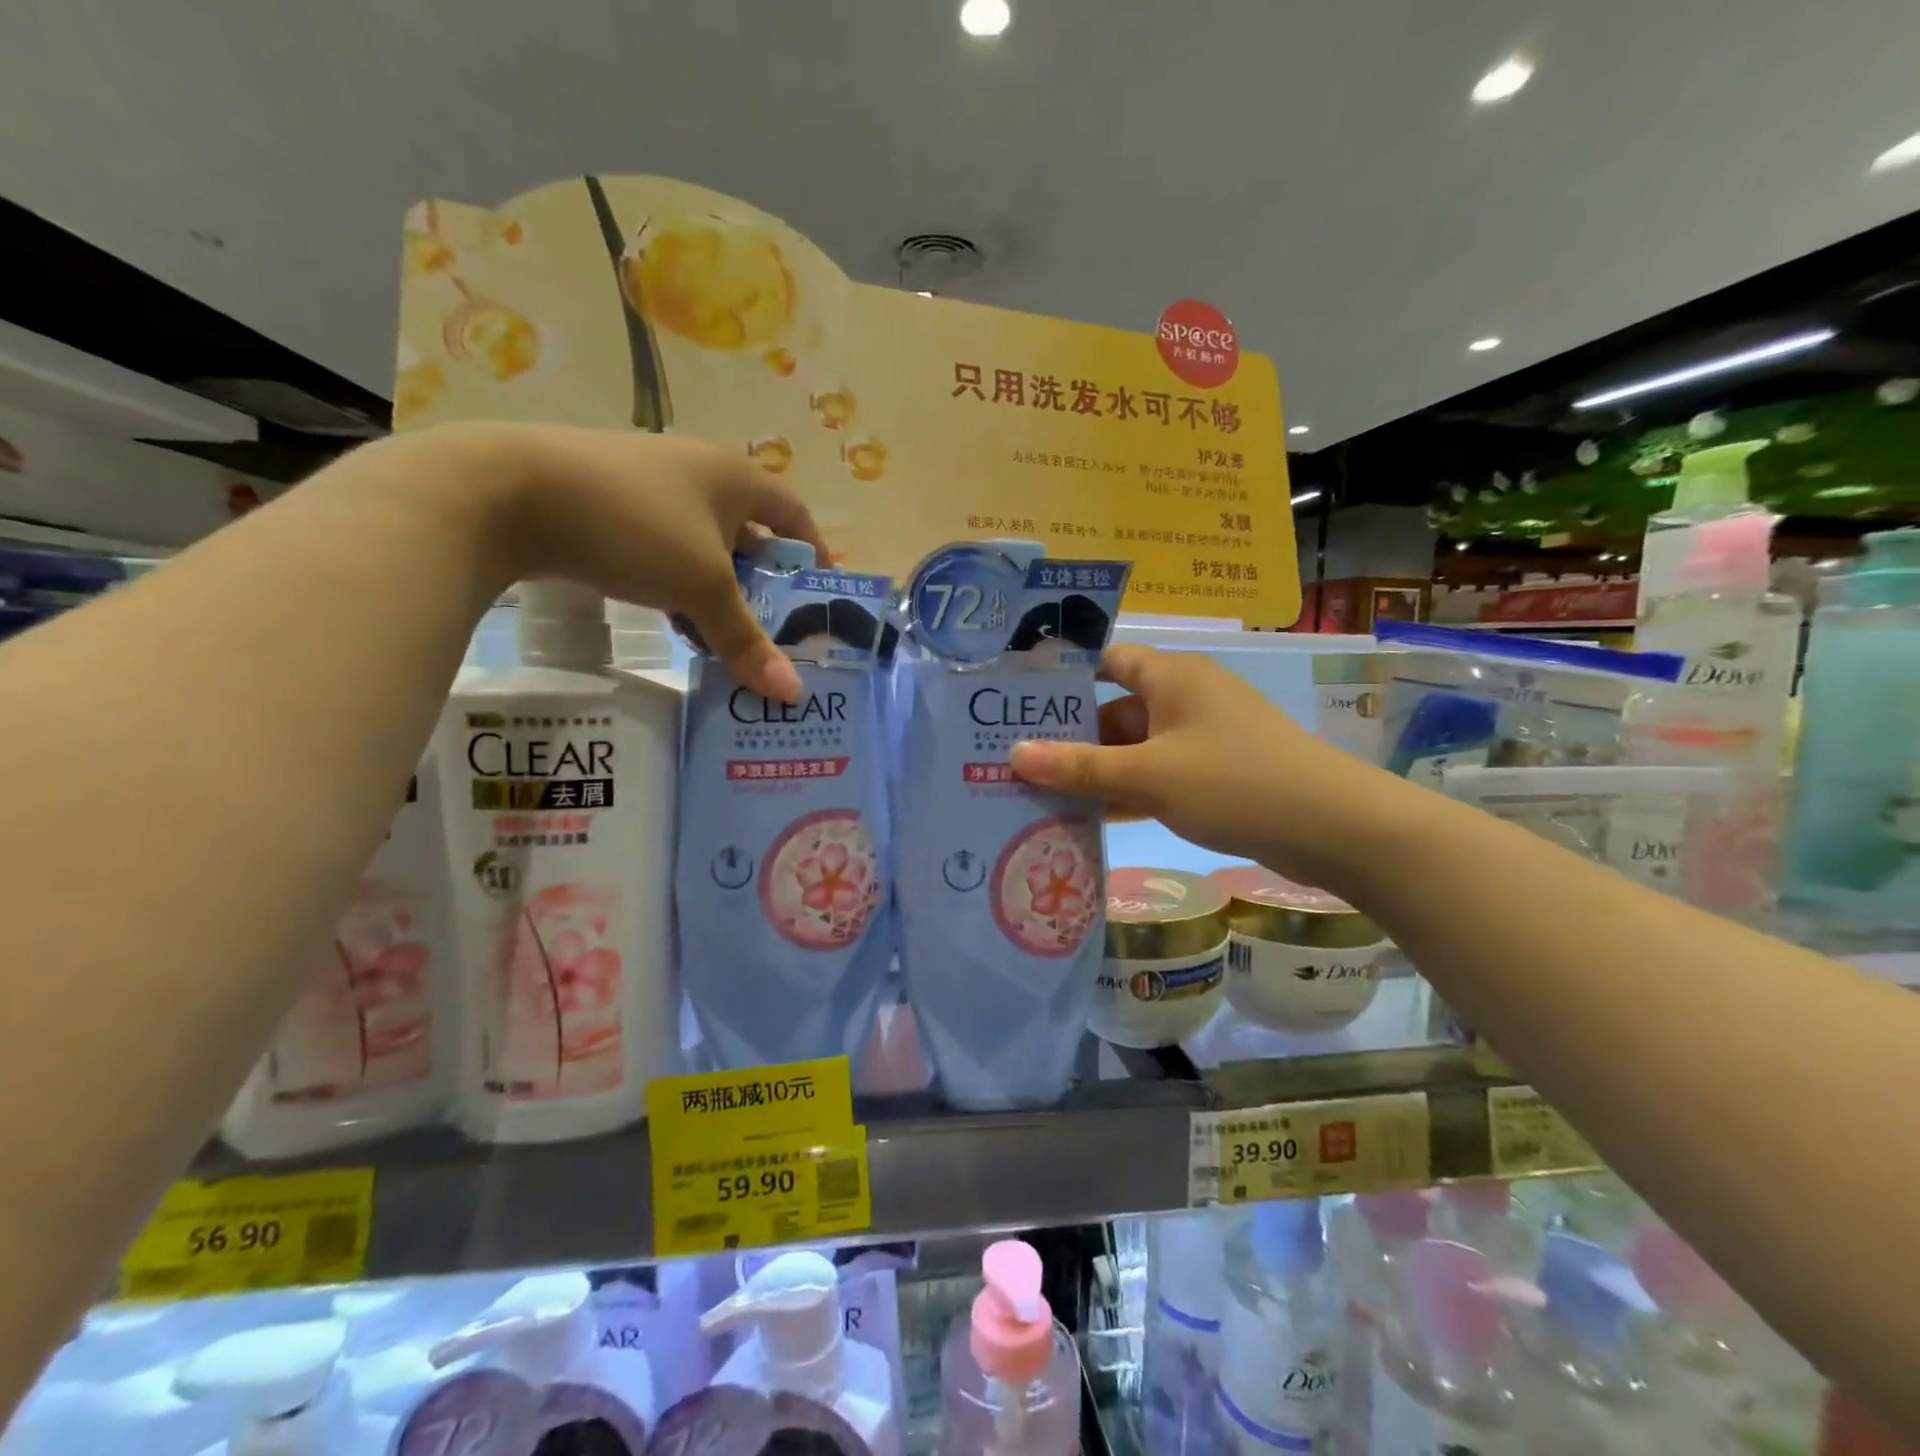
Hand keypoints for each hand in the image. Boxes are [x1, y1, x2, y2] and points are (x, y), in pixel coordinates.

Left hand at [412, 423, 827, 700]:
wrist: (508, 492)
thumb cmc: (635, 525)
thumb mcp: (700, 587)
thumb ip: (746, 640)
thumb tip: (792, 694)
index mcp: (734, 476)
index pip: (794, 513)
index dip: (814, 552)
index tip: (822, 594)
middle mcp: (698, 473)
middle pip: (749, 535)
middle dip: (764, 584)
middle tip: (779, 633)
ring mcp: (650, 488)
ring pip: (704, 549)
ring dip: (720, 593)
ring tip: (731, 641)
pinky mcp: (610, 508)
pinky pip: (664, 553)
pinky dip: (679, 588)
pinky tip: (677, 625)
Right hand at [1008, 644, 1413, 890]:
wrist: (1334, 829)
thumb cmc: (1235, 783)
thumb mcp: (1150, 776)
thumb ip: (1081, 767)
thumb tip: (1014, 754)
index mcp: (1172, 677)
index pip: (1107, 660)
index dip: (1065, 676)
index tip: (1020, 700)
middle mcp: (1185, 698)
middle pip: (1115, 708)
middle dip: (1071, 735)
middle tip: (1016, 758)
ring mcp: (1202, 738)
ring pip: (1135, 747)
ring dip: (1096, 769)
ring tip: (1039, 792)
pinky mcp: (1215, 773)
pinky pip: (1157, 774)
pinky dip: (1128, 790)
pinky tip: (1090, 817)